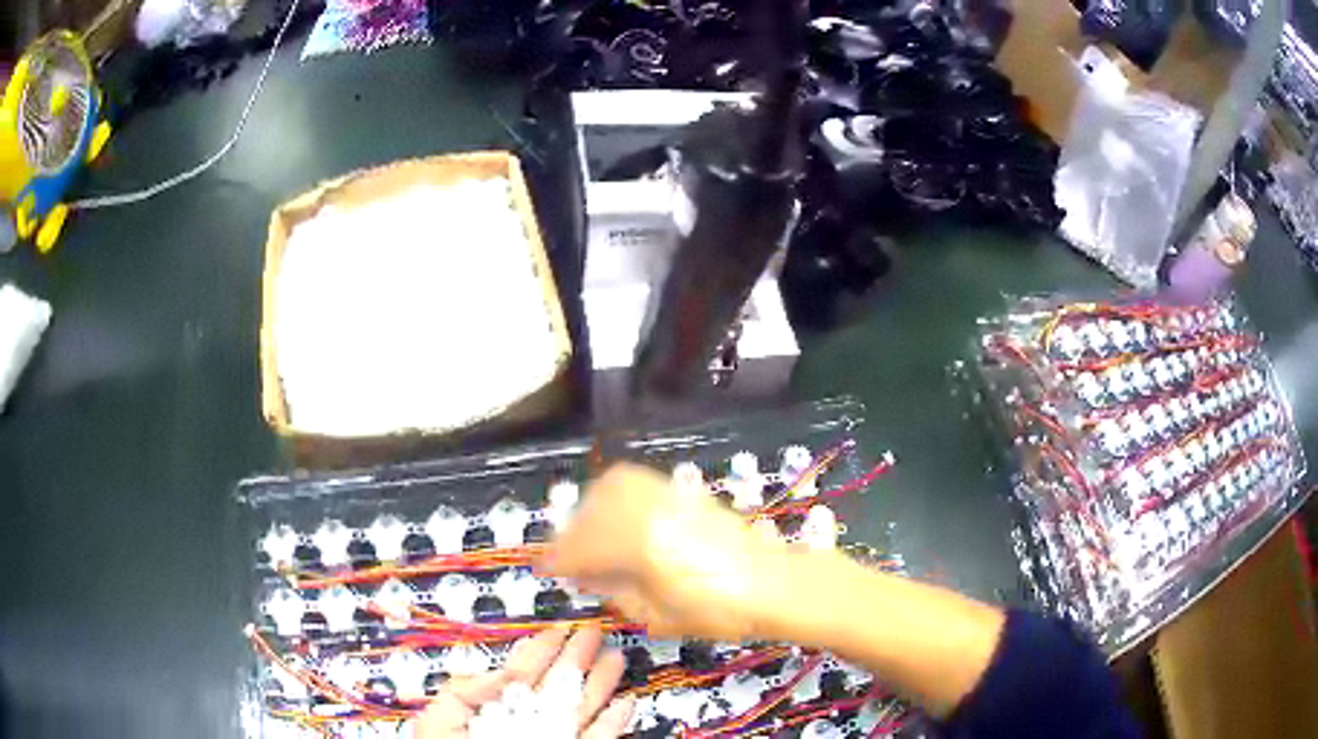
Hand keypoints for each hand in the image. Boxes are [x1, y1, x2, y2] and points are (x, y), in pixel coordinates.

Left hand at [414, 627, 633, 738]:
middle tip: (592, 632)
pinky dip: (615, 723)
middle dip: (574, 659)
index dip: (536, 653)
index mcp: (491, 713)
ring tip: (615, 656)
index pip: (517, 677)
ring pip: (581, 710)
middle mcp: (525, 726)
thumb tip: (500, 671)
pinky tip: (625, 702)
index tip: (555, 630)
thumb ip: (464, 692)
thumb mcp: (441, 722)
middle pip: (554, 688)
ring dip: (599, 684)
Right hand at [539, 463, 789, 642]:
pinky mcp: (681, 490)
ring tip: (588, 536)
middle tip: (566, 559)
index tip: (543, 569)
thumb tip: (585, 575)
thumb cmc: (718, 611)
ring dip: (588, 511)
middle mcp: (647, 510)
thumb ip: (613, 591)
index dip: (558, 560)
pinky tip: (613, 514)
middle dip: (570, 537)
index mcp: (639, 545)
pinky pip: (633, 481)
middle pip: (591, 513)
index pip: (582, 547)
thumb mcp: (656, 615)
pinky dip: (612, 494)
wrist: (771, 584)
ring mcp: (666, 495)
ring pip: (609, 489)